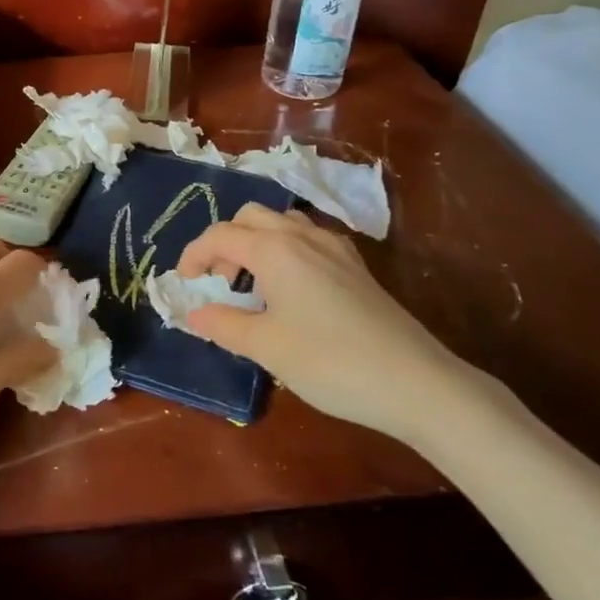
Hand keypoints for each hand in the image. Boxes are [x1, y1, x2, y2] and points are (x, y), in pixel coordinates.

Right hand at [177, 204, 470, 441]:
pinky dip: (285, 251)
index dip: (193, 255)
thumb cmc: (330, 361)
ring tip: (253, 285)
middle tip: (220, 283)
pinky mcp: (355, 266)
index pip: (220, 235)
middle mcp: (302, 236)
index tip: (184, 284)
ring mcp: (334, 248)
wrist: (415, 382)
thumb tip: (193, 314)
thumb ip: (223, 325)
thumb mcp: (266, 347)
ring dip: (256, 243)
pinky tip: (292, 291)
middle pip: (250, 217)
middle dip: (225, 243)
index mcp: (274, 249)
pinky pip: (307, 240)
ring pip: (281, 223)